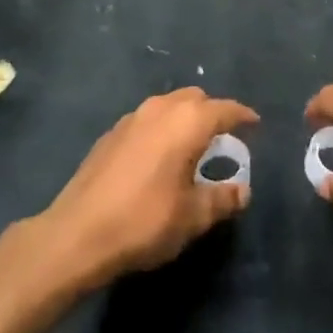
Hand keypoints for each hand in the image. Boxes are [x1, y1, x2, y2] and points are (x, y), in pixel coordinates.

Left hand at [41, 88, 258, 289]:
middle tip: (223, 140)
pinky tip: (158, 157)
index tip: (254, 125)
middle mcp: (160, 109)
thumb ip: (222, 199)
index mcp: (187, 122)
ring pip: (168, 105)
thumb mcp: (193, 217)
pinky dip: (161, 129)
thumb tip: (242, 191)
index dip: (242, 116)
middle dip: (212, 112)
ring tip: (191, 147)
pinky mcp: (110, 134)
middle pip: (195, 98)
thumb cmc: (145, 221)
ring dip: (184, 118)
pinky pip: (147, 120)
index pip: (224, 109)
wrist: (77, 234)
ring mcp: (131, 118)